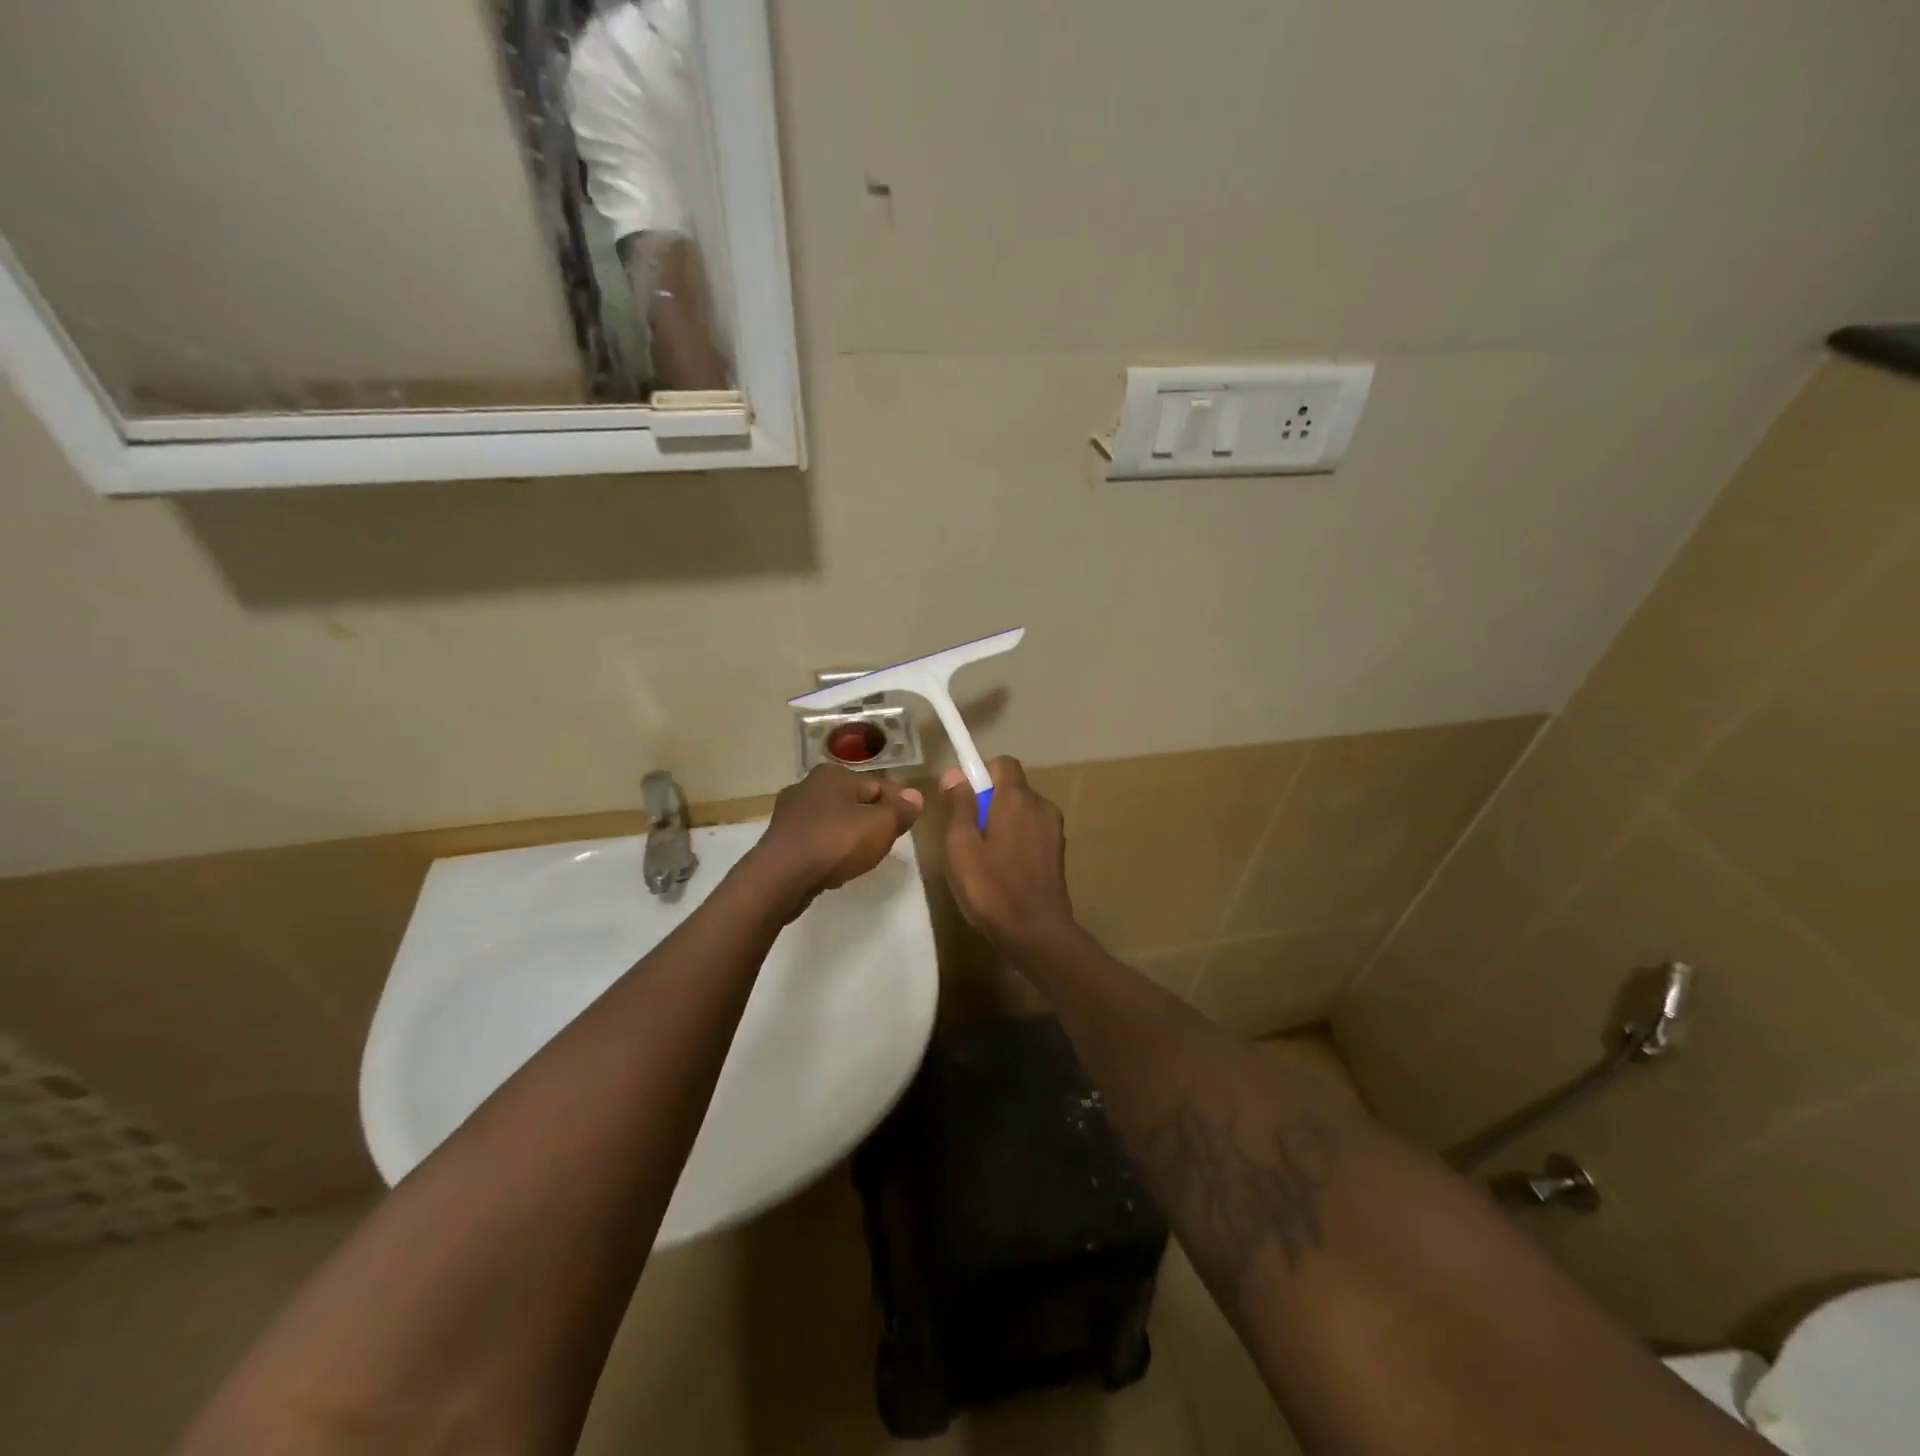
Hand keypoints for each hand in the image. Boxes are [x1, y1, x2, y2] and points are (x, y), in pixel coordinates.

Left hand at [744, 764, 923, 913]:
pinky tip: (836, 865)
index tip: (908, 826)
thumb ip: (901, 810)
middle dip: (873, 819)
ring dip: (850, 835)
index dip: (898, 805)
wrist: (780, 877)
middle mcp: (809, 785)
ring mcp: (791, 812)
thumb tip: (916, 796)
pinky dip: (830, 848)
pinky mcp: (781, 838)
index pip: (879, 785)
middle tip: (888, 843)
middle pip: (855, 801)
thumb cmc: (835, 843)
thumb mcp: (881, 826)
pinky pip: (817, 839)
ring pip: (835, 820)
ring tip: (863, 857)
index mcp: (834, 774)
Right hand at [940, 758, 1076, 950]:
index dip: (980, 774)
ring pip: (1022, 812)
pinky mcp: (1058, 852)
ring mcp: (1054, 829)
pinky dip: (1017, 840)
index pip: (1002, 763)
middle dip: (988, 803)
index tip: (962, 800)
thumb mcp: (961, 845)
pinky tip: (1004, 870)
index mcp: (1017, 798)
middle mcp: (1041, 805)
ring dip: (1003, 823)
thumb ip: (959, 805)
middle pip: (1011, 789)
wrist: (1036, 932)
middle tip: (967, 836)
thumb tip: (956, 774)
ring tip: (984, 858)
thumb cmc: (991, 887)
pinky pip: (1032, 832)